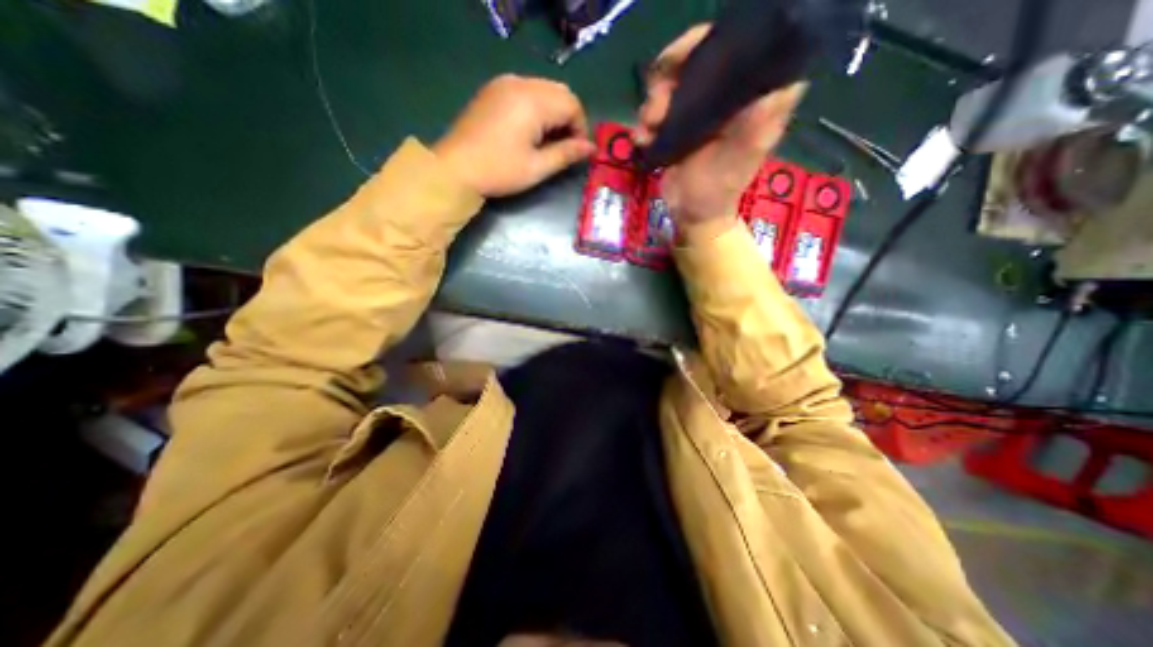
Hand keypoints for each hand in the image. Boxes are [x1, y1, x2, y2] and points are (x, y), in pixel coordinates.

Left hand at [429, 74, 594, 196]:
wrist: (455, 168)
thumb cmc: (499, 171)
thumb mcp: (537, 167)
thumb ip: (566, 154)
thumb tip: (591, 148)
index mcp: (533, 101)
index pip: (572, 104)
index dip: (581, 128)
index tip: (578, 152)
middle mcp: (520, 83)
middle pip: (559, 92)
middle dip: (569, 118)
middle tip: (565, 146)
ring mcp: (504, 83)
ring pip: (544, 89)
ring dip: (554, 112)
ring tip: (548, 141)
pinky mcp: (494, 90)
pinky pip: (527, 90)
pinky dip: (538, 107)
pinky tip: (531, 130)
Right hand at [635, 25, 802, 227]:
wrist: (691, 215)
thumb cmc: (718, 190)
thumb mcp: (741, 156)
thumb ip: (756, 120)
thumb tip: (770, 81)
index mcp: (748, 95)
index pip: (734, 46)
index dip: (705, 44)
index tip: (683, 61)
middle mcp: (723, 95)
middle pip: (694, 57)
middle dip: (669, 76)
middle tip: (657, 109)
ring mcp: (698, 110)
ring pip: (670, 81)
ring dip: (653, 103)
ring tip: (648, 130)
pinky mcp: (676, 125)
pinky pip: (656, 108)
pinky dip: (644, 122)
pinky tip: (642, 140)